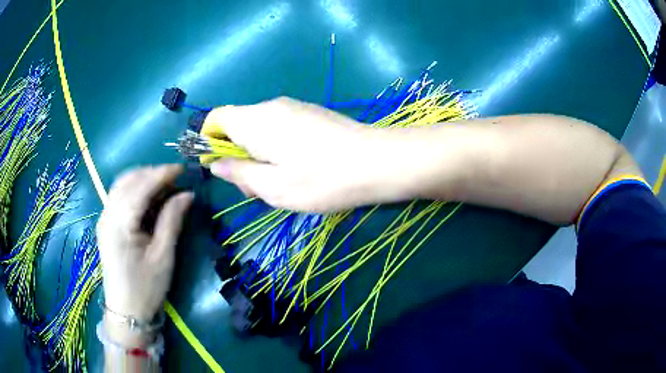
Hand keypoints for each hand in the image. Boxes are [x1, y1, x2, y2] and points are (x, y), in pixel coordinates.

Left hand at [97, 165, 192, 344]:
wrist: (126, 312)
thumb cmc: (146, 288)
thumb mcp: (163, 257)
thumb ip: (172, 221)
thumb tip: (187, 194)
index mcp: (120, 224)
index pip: (141, 186)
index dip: (162, 173)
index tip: (183, 168)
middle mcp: (107, 215)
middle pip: (128, 180)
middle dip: (152, 173)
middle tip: (175, 179)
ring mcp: (104, 219)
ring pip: (121, 185)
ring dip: (142, 179)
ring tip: (164, 186)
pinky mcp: (105, 225)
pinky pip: (118, 196)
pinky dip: (134, 190)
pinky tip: (148, 199)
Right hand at [206, 97, 409, 211]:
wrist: (378, 162)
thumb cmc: (322, 179)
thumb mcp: (273, 187)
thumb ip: (239, 173)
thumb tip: (216, 164)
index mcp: (255, 121)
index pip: (216, 118)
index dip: (209, 141)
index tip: (220, 167)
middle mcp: (271, 106)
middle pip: (237, 125)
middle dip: (237, 155)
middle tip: (256, 188)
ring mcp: (294, 107)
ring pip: (259, 128)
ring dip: (258, 155)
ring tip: (280, 183)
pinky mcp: (311, 114)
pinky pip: (279, 127)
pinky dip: (276, 148)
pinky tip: (298, 168)